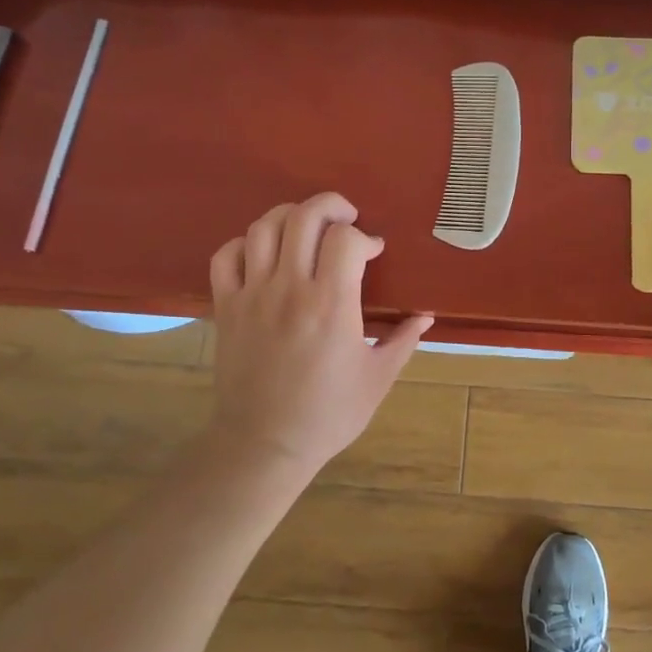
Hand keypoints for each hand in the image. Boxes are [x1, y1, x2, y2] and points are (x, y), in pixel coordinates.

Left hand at [208, 193, 432, 477]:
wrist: (264, 445)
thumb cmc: (328, 414)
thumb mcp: (378, 379)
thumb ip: (404, 340)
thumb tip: (426, 314)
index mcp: (332, 305)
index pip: (345, 239)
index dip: (364, 236)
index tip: (373, 252)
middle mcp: (290, 289)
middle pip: (304, 217)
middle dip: (330, 205)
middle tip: (346, 218)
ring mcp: (253, 295)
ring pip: (263, 227)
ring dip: (290, 216)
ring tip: (307, 228)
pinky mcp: (226, 307)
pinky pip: (225, 256)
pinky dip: (245, 243)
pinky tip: (264, 253)